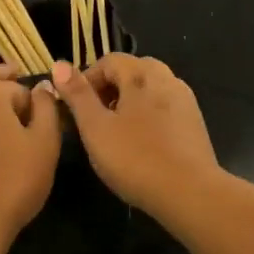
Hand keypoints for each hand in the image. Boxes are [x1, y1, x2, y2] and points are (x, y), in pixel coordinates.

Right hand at [50, 55, 221, 215]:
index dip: (87, 79)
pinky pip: (164, 108)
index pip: (109, 61)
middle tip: (94, 118)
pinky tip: (140, 144)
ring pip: (150, 89)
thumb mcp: (95, 128)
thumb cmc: (135, 159)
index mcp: (141, 75)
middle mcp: (166, 80)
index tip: (75, 108)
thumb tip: (59, 63)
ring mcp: (185, 101)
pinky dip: (148, 116)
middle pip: (132, 71)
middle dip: (109, 89)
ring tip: (115, 132)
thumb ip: (77, 95)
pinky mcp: (194, 123)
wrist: (190, 193)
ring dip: (129, 102)